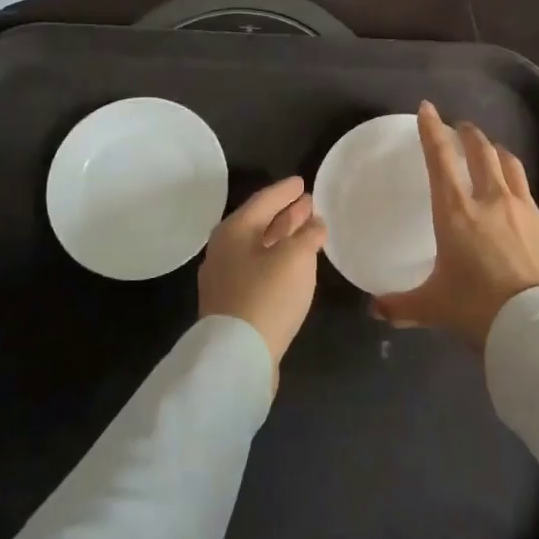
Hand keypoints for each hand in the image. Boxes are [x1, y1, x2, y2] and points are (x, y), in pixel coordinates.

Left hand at [198, 175, 326, 374]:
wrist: (237, 356)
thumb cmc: (267, 295)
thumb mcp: (295, 258)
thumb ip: (308, 234)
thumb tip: (314, 224)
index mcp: (234, 231)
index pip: (263, 200)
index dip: (285, 190)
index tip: (301, 182)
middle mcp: (223, 250)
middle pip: (258, 223)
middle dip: (285, 213)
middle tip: (309, 204)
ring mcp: (224, 279)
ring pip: (258, 248)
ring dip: (283, 237)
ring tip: (307, 230)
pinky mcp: (231, 304)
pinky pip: (257, 269)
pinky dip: (277, 259)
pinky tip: (293, 265)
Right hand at [373, 102, 538, 347]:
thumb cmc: (477, 309)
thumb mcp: (433, 307)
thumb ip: (401, 305)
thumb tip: (374, 310)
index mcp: (456, 212)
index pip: (440, 159)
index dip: (432, 130)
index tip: (428, 109)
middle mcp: (490, 200)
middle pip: (481, 151)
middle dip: (468, 134)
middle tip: (461, 127)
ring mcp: (522, 210)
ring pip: (509, 164)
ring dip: (496, 151)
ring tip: (491, 150)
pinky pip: (527, 192)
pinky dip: (515, 183)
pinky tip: (514, 196)